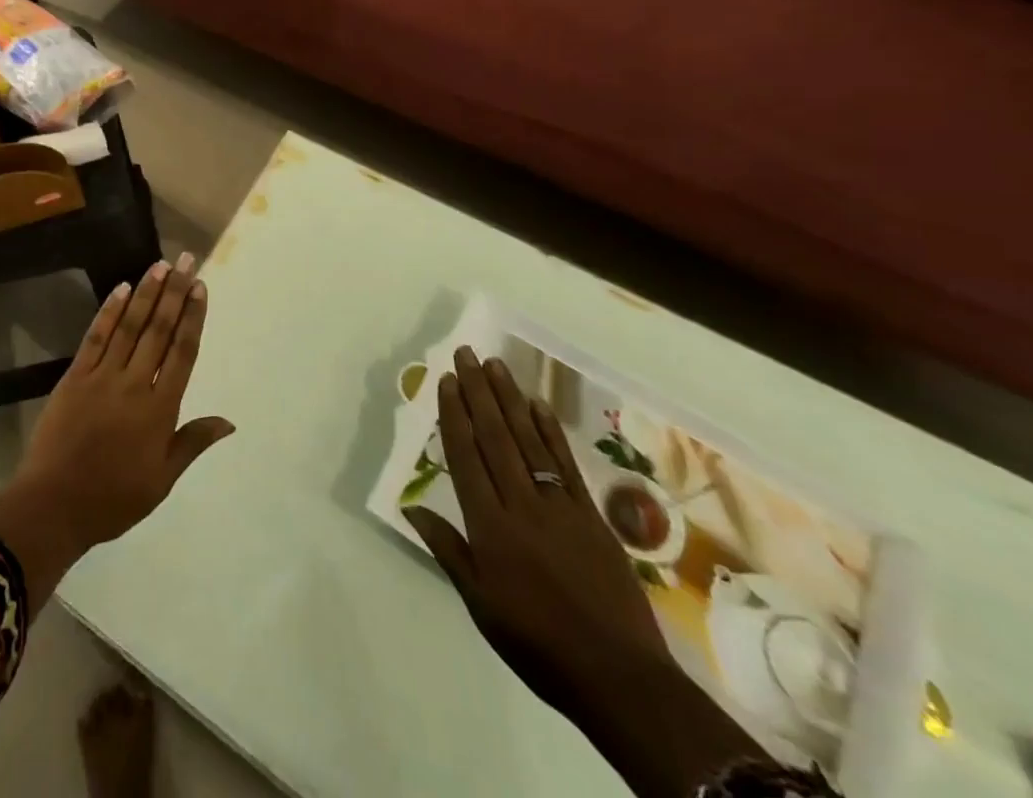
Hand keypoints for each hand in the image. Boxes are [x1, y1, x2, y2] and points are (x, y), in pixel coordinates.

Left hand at [18, 254, 234, 548]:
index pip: (183, 353)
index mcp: (160, 410)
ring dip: (146, 294)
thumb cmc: (114, 498)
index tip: (201, 288)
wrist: (54, 504)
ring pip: (129, 326)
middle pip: (159, 330)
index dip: (193, 317)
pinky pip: (96, 337)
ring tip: (161, 265)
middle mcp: (135, 384)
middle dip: (175, 293)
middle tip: (187, 261)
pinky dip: (109, 311)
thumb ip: (192, 442)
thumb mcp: (162, 480)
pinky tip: (121, 288)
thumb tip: (229, 421)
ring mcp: (102, 376)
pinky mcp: (75, 375)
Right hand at [406, 347, 763, 797]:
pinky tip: (537, 404)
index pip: (466, 456)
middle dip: (478, 392)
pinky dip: (550, 430)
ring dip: (509, 399)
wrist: (620, 679)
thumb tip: (411, 506)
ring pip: (528, 440)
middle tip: (466, 354)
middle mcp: (521, 504)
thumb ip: (448, 549)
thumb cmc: (538, 643)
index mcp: (490, 526)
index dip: (454, 414)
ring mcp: (560, 506)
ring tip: (495, 365)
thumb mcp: (480, 604)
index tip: (447, 380)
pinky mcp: (591, 516)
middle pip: (495, 437)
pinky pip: (564, 463)